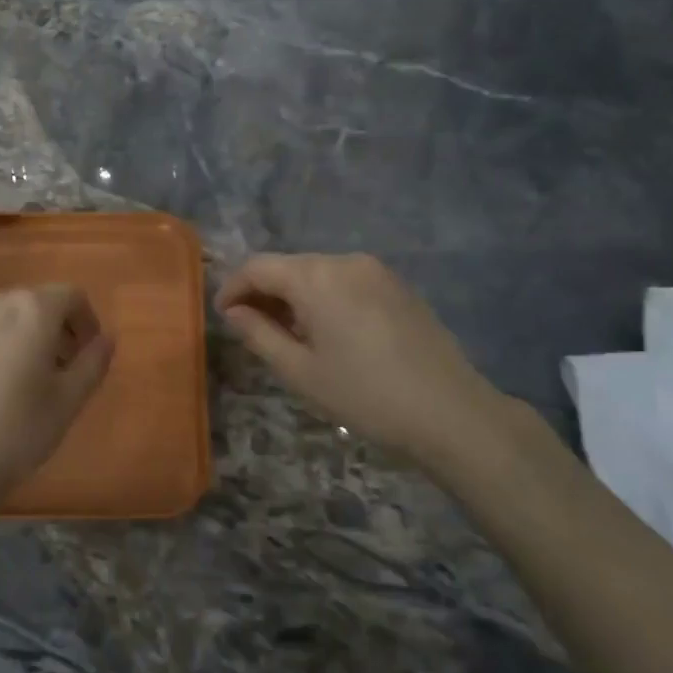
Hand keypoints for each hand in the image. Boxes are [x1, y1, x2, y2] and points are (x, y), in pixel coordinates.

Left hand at [0, 285, 113, 519]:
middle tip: (55, 370)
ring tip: (14, 380)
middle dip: (49, 330)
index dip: (85, 320)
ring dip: (13, 338)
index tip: (86, 351)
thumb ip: (93, 361)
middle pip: (30, 304)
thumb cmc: (16, 433)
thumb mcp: (69, 401)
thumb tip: (106, 338)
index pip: (70, 296)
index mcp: (31, 310)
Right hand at [216, 253, 516, 476]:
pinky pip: (346, 281)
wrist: (450, 412)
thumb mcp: (300, 371)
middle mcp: (345, 261)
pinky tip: (327, 332)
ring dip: (294, 296)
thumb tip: (234, 312)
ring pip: (318, 273)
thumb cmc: (364, 395)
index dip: (233, 288)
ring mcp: (377, 271)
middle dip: (263, 292)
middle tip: (251, 329)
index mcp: (316, 277)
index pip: (258, 267)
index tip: (223, 317)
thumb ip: (259, 335)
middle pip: (289, 266)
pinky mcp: (398, 286)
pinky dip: (324, 298)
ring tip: (288, 335)